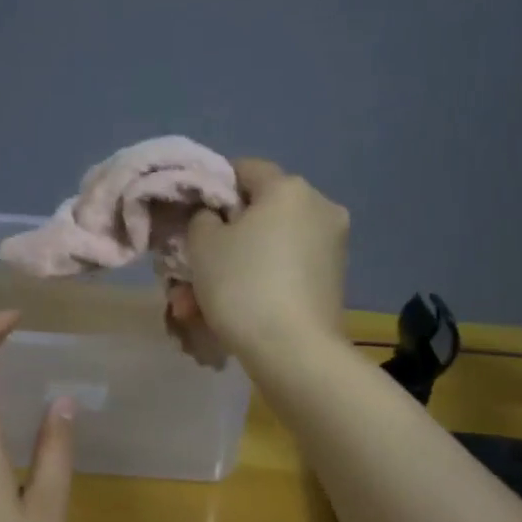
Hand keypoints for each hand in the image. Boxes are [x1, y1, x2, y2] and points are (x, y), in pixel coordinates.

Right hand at [186, 159, 349, 358]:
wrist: (295, 352)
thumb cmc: (243, 286)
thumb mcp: (203, 244)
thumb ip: (202, 217)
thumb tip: (215, 216)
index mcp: (289, 188)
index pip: (245, 169)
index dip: (213, 188)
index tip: (190, 216)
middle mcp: (319, 208)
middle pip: (258, 215)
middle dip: (220, 243)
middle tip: (188, 272)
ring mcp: (332, 246)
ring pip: (268, 249)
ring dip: (233, 271)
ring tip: (196, 307)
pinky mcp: (333, 281)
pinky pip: (285, 271)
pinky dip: (259, 285)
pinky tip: (230, 314)